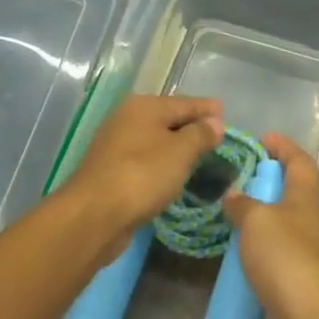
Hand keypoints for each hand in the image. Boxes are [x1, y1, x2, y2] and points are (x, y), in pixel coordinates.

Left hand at [60, 94, 223, 260]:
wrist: (93, 216)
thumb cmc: (142, 175)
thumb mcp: (180, 152)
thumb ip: (200, 134)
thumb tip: (215, 122)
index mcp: (144, 107)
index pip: (184, 102)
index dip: (206, 108)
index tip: (225, 111)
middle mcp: (127, 119)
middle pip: (167, 119)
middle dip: (191, 126)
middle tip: (216, 134)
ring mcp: (115, 146)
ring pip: (155, 140)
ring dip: (176, 146)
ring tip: (199, 155)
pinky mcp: (111, 171)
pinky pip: (145, 160)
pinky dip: (161, 164)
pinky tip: (172, 174)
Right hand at [222, 134, 318, 318]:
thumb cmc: (287, 259)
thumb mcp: (258, 220)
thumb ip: (242, 204)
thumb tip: (233, 194)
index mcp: (305, 199)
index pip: (299, 163)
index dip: (283, 147)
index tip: (262, 138)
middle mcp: (305, 225)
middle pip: (288, 195)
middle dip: (263, 183)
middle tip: (229, 178)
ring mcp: (298, 260)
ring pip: (275, 231)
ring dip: (253, 222)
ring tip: (219, 214)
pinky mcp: (286, 290)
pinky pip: (265, 263)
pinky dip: (247, 256)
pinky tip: (224, 257)